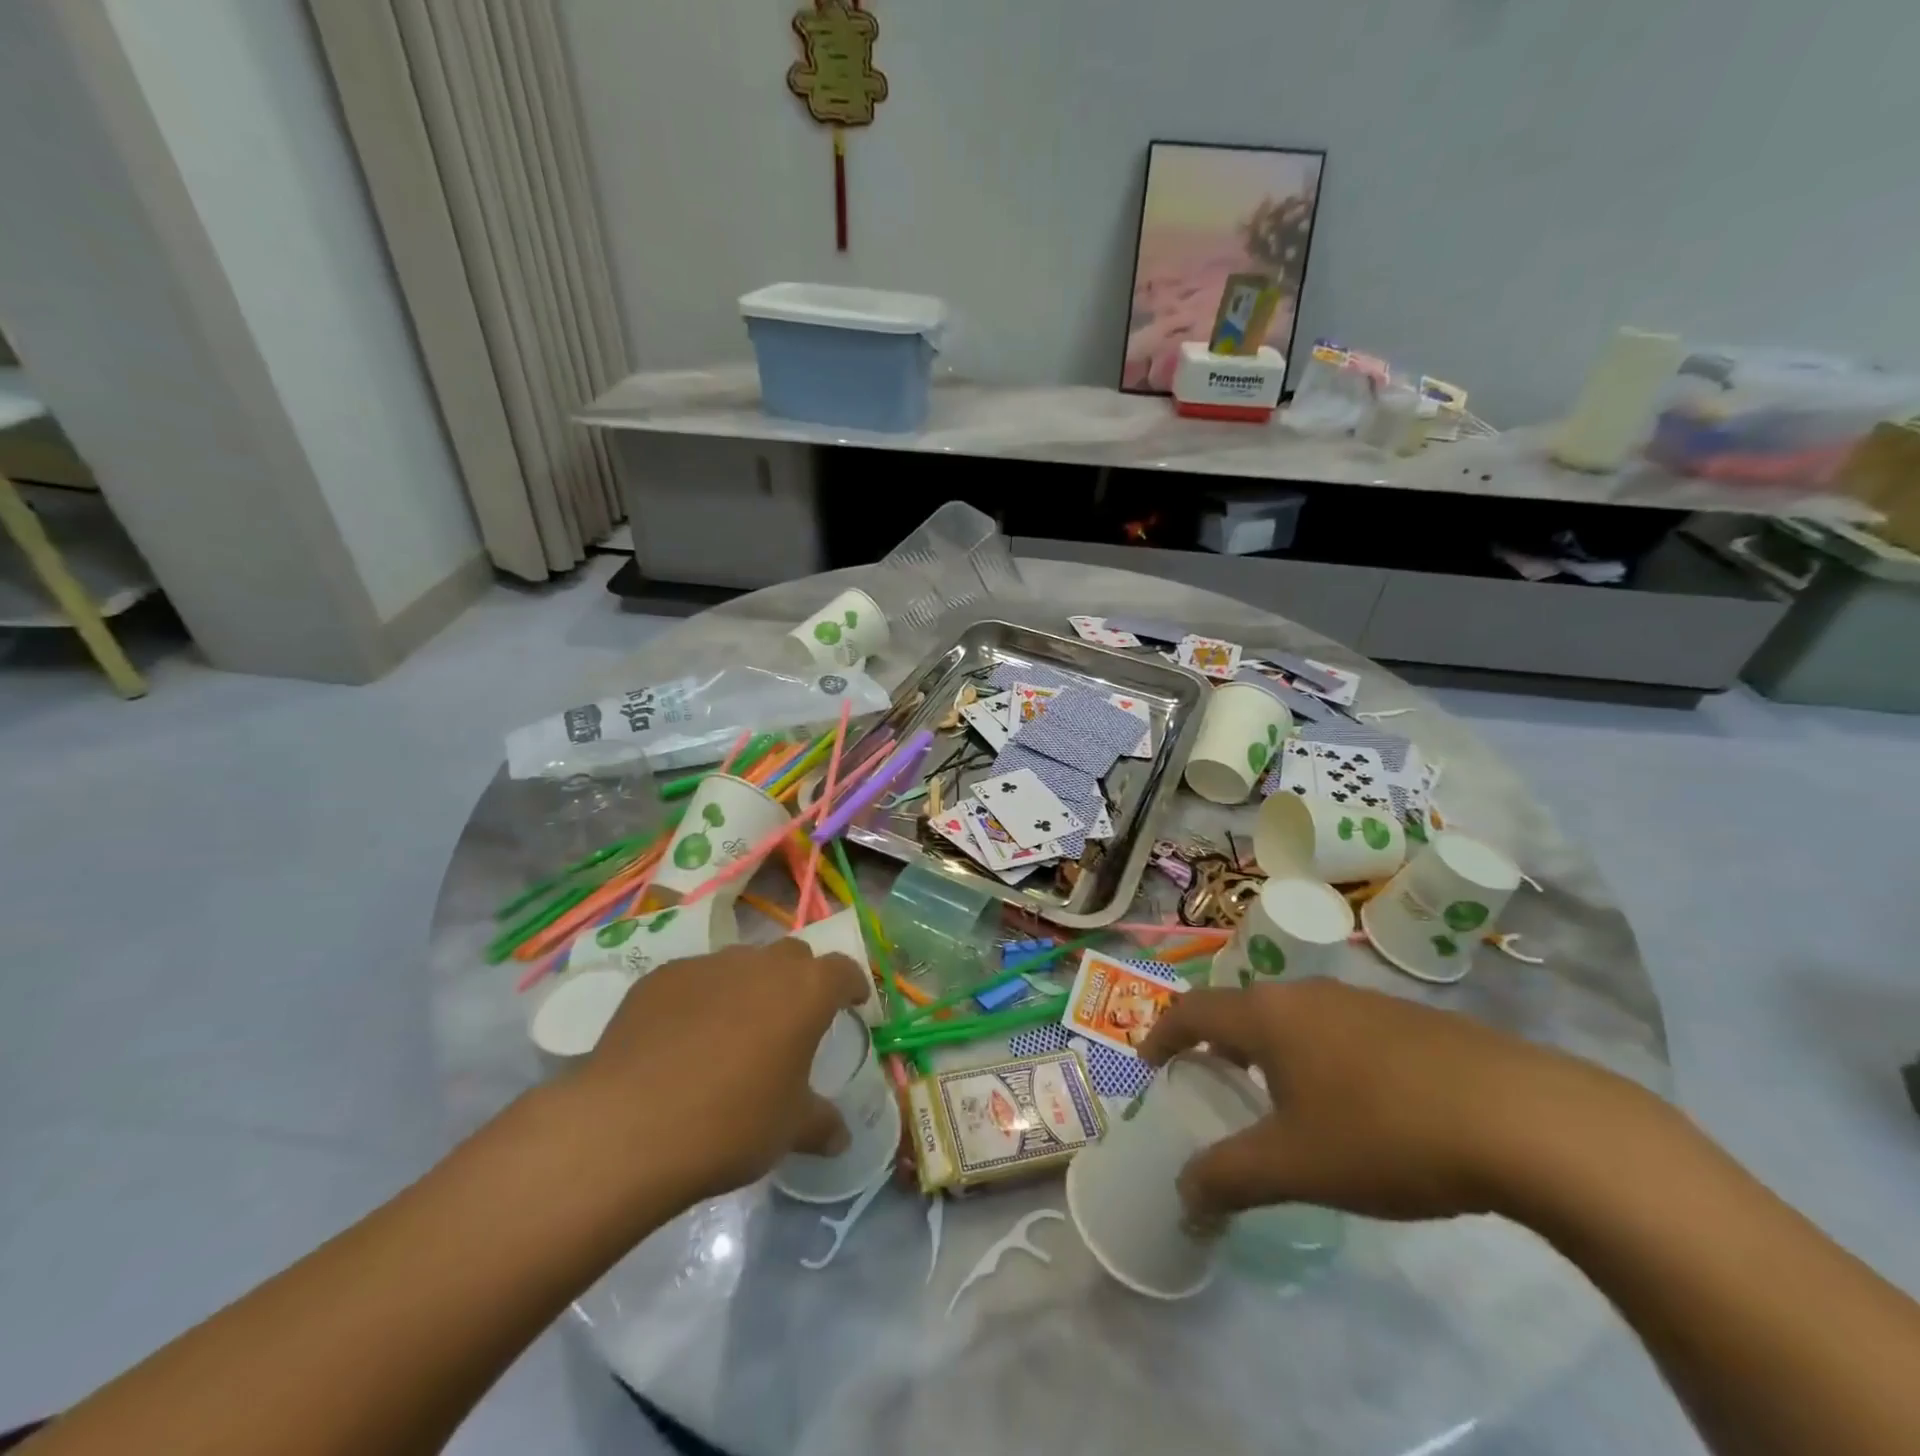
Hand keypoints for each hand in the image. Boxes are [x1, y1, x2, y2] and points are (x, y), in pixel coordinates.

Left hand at [568, 939, 872, 1204]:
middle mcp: (761, 964)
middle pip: (792, 957)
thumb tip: (841, 1138)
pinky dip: (700, 999)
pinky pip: (694, 980)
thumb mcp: (788, 1130)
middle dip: (799, 980)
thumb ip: (821, 1124)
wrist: (629, 1126)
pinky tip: (682, 1039)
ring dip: (749, 987)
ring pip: (741, 964)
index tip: (851, 1002)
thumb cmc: (731, 1123)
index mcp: (805, 991)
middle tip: (792, 1019)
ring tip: (734, 1031)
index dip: (850, 985)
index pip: (842, 970)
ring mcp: (707, 965)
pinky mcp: (660, 978)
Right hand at [1141, 979, 1645, 1223]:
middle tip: (1210, 1084)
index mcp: (1268, 1015)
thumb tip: (1184, 1195)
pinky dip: (1315, 1056)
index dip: (1162, 1035)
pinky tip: (1350, 1103)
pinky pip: (1335, 1029)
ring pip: (1291, 1018)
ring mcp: (1359, 1001)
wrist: (1525, 1119)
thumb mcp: (1296, 1166)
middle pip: (1241, 1009)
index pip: (1192, 1010)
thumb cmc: (1385, 1134)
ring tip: (1276, 1098)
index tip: (1149, 1065)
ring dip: (1268, 1050)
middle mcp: (1305, 994)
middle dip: (1216, 1044)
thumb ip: (1229, 1177)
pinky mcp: (1406, 1019)